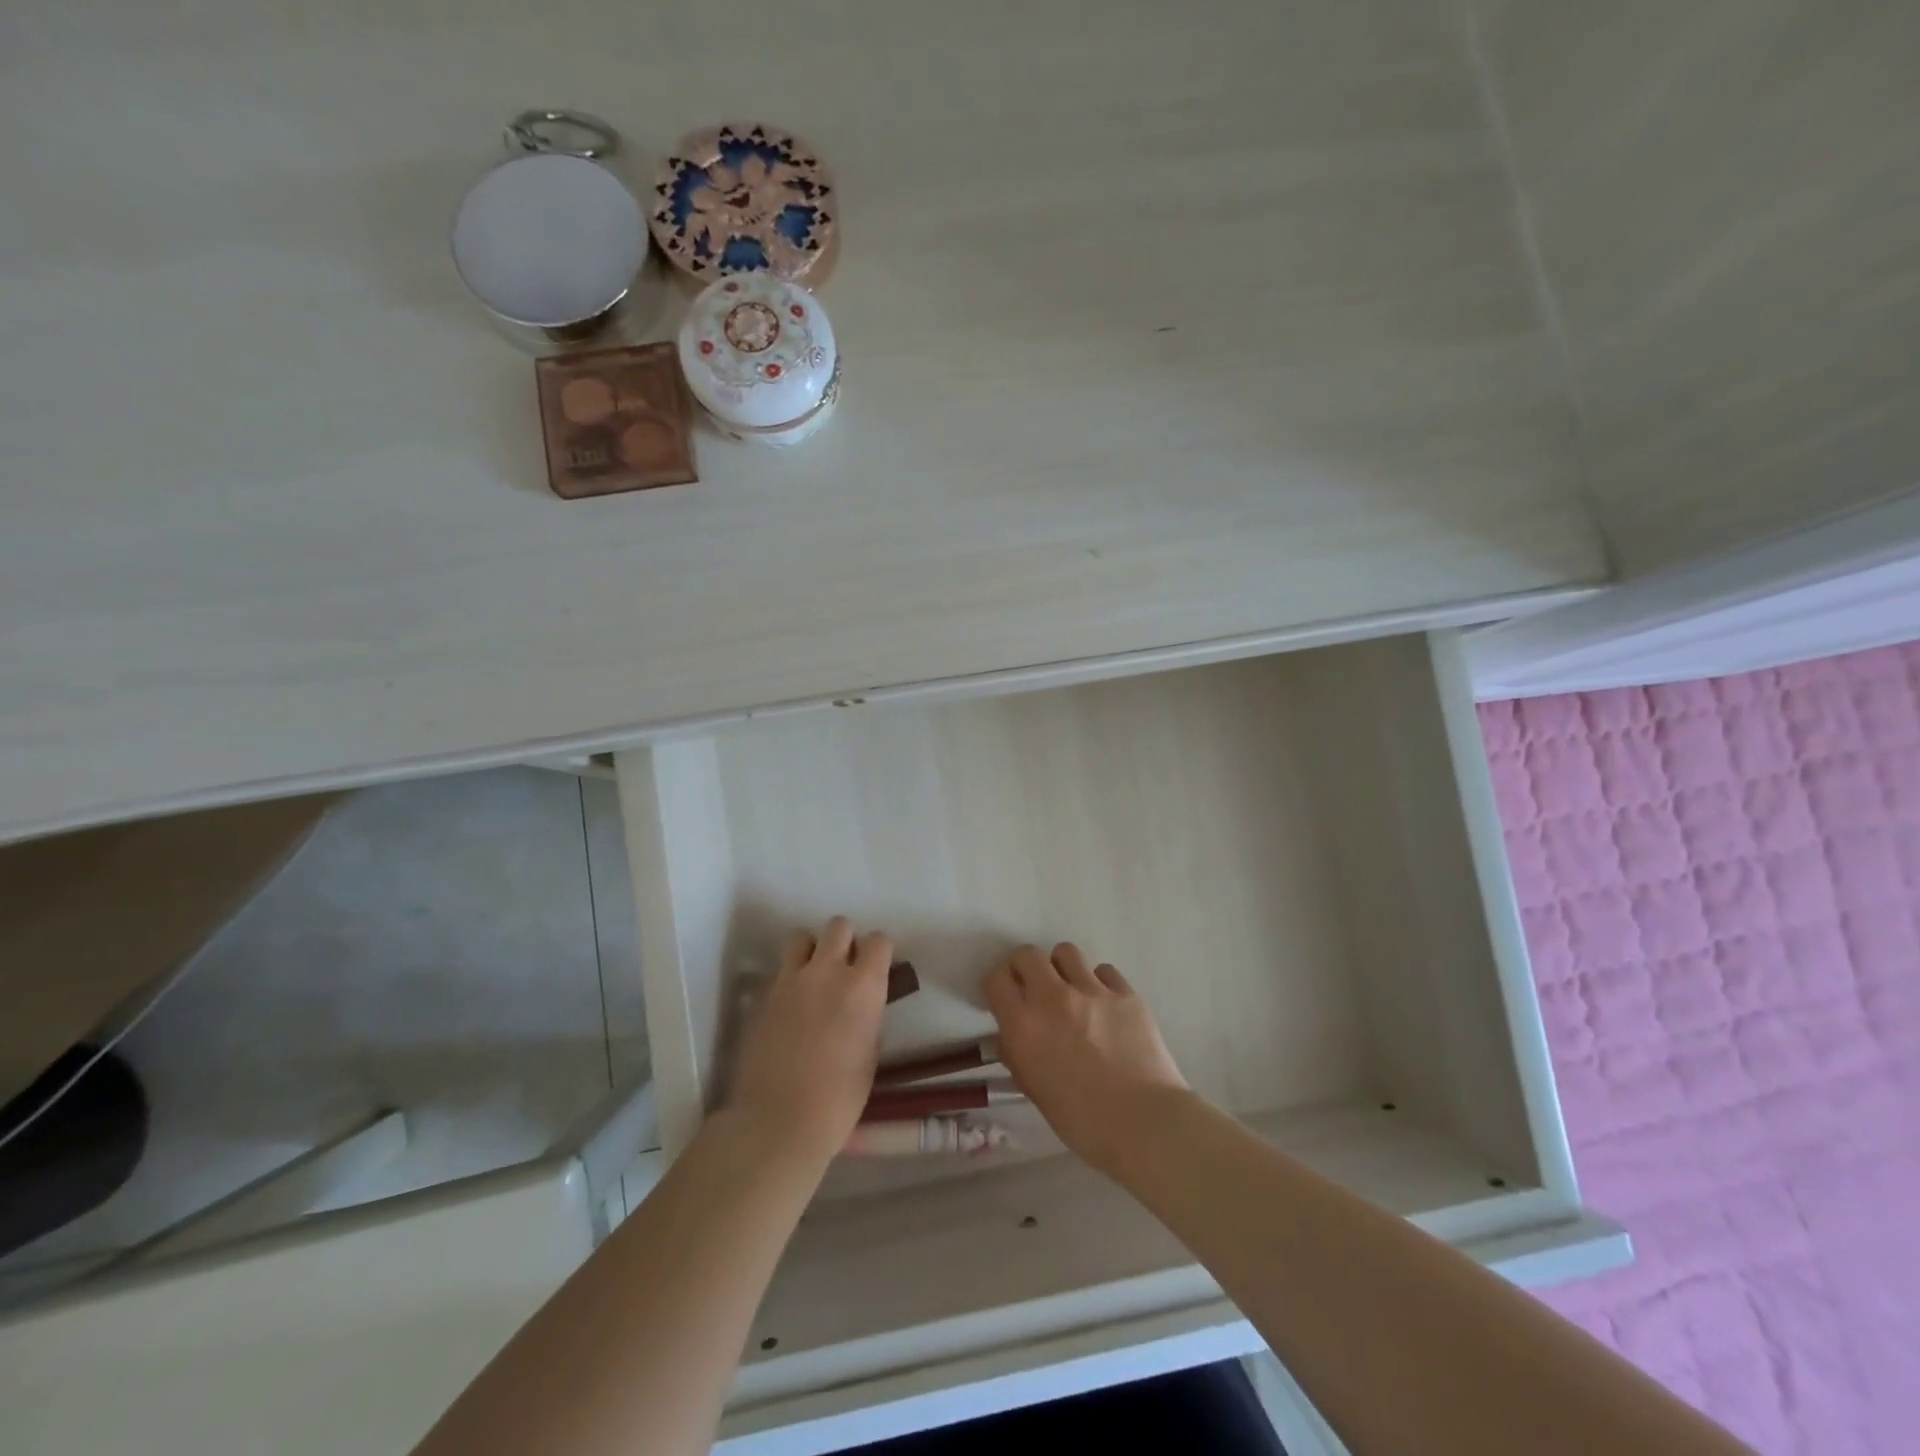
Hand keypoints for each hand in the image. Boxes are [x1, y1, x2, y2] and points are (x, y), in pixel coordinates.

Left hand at [728, 917, 893, 1166]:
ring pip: (800, 937)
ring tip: (811, 976)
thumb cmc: (839, 1099)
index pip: (878, 940)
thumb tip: (862, 1004)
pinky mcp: (761, 995)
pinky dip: (786, 979)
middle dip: (844, 941)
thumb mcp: (870, 1054)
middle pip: (838, 926)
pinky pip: (778, 971)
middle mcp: (827, 972)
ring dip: (810, 950)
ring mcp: (789, 980)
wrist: (778, 1121)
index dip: (879, 952)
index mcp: (863, 987)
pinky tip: (788, 1007)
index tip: (876, 968)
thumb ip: (868, 1016)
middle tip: (843, 968)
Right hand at [984, 943, 1187, 1176]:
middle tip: (1034, 989)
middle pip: (1028, 954)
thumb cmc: (1082, 1121)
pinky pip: (1103, 971)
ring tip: (1071, 992)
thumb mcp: (1035, 1091)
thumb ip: (1018, 1055)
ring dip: (1061, 969)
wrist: (1144, 1123)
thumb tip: (1012, 1035)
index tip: (1004, 998)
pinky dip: (1098, 983)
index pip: (996, 979)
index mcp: (1024, 1026)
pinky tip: (1105, 1007)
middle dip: (1025, 968)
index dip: (997, 986)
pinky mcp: (1125, 993)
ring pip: (1066, 952)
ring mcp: (1092, 991)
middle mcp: (1053, 998)